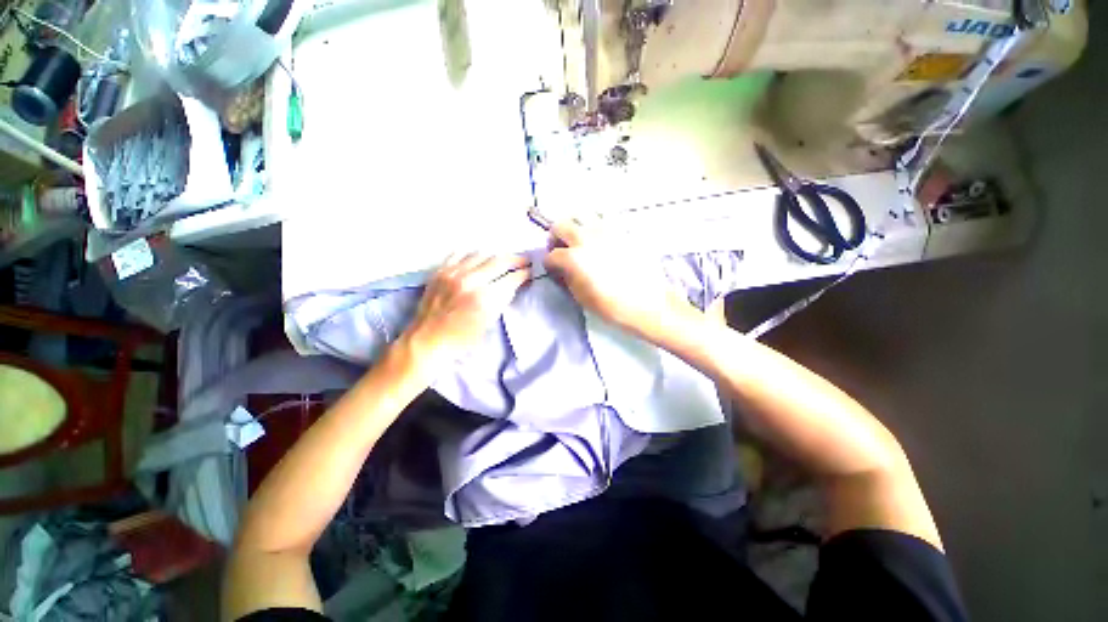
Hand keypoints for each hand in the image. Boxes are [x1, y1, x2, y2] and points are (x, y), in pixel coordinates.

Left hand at [403, 253, 530, 366]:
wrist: (428, 341)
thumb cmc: (462, 339)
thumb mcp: (489, 322)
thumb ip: (501, 300)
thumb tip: (512, 285)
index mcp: (485, 298)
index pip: (511, 278)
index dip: (524, 273)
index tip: (530, 271)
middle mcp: (470, 281)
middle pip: (499, 261)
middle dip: (515, 260)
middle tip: (524, 260)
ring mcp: (453, 273)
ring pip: (481, 253)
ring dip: (495, 256)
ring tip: (502, 259)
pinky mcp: (440, 271)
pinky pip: (459, 254)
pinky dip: (472, 254)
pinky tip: (477, 258)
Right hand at [544, 220, 697, 341]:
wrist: (647, 303)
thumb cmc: (611, 306)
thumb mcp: (581, 297)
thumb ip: (567, 277)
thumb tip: (562, 268)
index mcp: (574, 258)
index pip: (551, 255)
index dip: (549, 263)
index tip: (553, 268)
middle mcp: (586, 238)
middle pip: (560, 226)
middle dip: (555, 237)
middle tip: (560, 249)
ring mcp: (605, 231)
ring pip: (581, 215)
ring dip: (574, 226)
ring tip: (579, 241)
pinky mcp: (621, 231)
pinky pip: (602, 219)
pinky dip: (594, 226)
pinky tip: (599, 240)